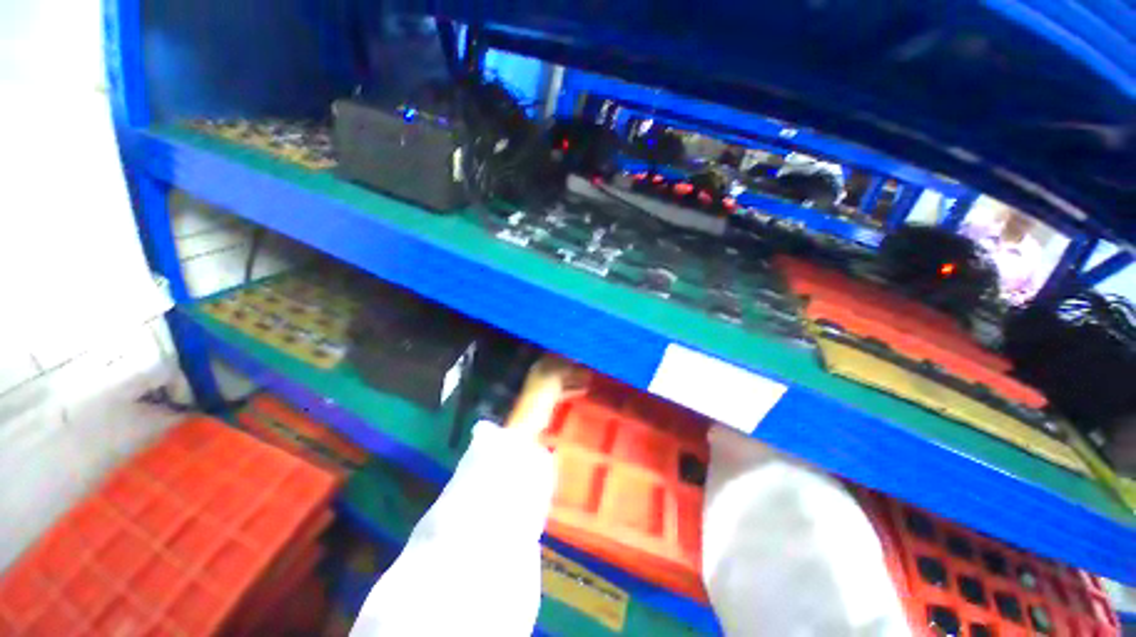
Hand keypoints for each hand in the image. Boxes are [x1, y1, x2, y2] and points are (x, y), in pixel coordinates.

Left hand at [505, 355, 588, 438]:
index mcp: (540, 366)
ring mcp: (546, 387)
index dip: (569, 357)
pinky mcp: (550, 399)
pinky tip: (584, 390)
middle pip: (561, 369)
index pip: (556, 357)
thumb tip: (578, 361)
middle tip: (588, 370)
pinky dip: (574, 390)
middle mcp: (542, 374)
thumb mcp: (556, 376)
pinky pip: (564, 391)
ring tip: (589, 380)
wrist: (531, 418)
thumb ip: (567, 367)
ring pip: (564, 380)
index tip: (581, 359)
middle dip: (575, 369)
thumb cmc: (542, 393)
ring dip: (576, 379)